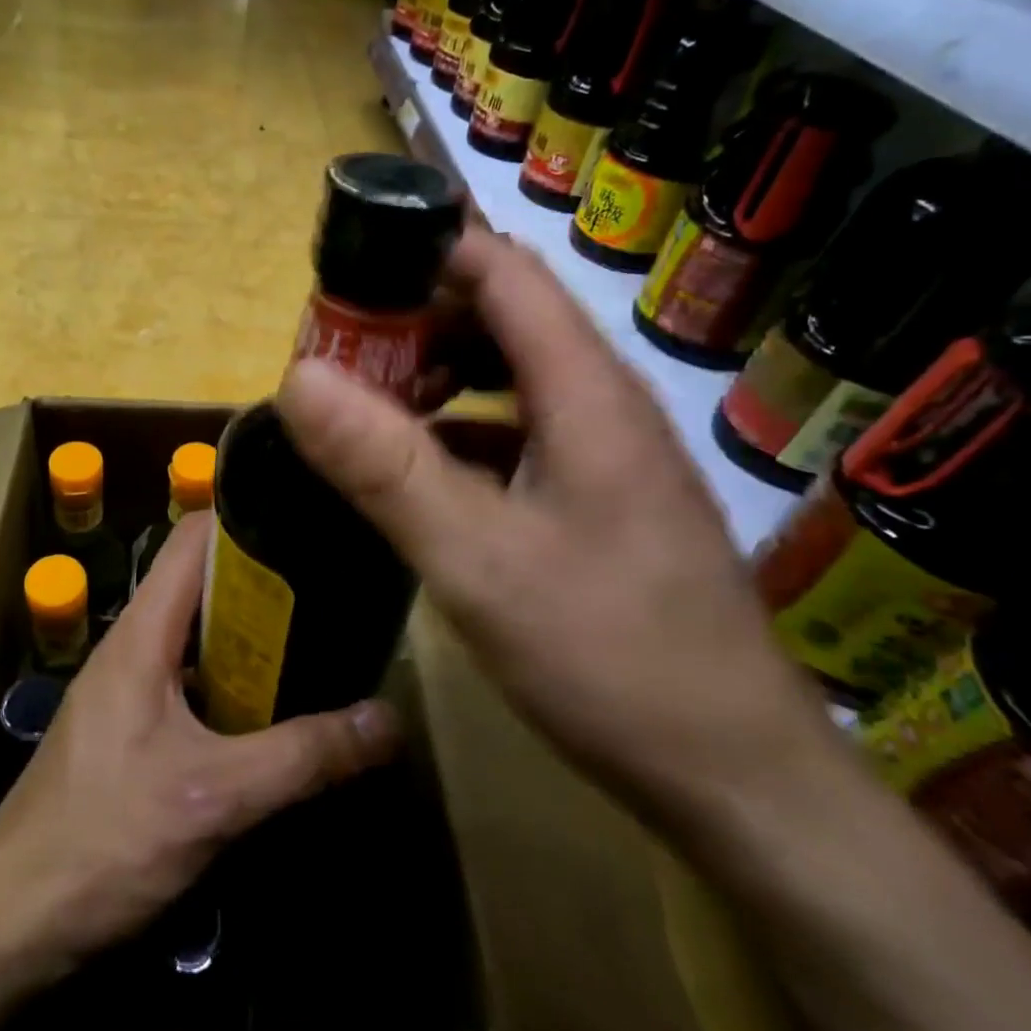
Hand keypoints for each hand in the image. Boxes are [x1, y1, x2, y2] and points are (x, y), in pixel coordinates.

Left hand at [0, 513, 400, 968]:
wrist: (12, 917)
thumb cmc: (106, 838)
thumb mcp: (215, 796)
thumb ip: (303, 755)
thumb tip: (388, 719)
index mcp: (142, 633)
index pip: (194, 539)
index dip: (248, 521)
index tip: (309, 526)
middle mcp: (133, 646)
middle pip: (202, 584)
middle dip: (265, 583)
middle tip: (333, 590)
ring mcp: (128, 688)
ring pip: (198, 637)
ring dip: (251, 638)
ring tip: (319, 640)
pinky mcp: (130, 729)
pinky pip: (190, 682)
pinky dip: (232, 682)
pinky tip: (274, 711)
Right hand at [275, 228, 837, 828]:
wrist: (731, 776)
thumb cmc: (608, 656)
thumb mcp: (476, 560)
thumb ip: (385, 466)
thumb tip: (298, 376)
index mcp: (586, 393)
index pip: (504, 274)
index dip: (426, 254)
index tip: (345, 273)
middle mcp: (603, 404)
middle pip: (505, 317)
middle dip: (416, 319)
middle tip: (339, 352)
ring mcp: (605, 453)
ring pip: (510, 375)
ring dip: (436, 374)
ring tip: (367, 405)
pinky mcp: (598, 497)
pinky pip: (517, 430)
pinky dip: (459, 427)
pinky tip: (418, 469)